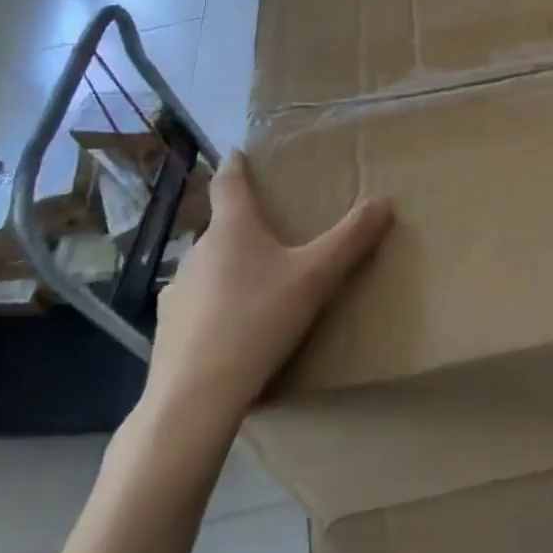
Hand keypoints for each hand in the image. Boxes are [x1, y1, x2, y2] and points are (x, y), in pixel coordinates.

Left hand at [139, 150, 392, 430]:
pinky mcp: (166, 332)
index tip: (238, 151)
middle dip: (243, 225)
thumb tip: (385, 200)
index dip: (236, 165)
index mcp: (232, 228)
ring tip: (254, 285)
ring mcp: (176, 292)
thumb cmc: (258, 321)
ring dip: (227, 268)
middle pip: (221, 227)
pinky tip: (230, 330)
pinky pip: (195, 307)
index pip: (229, 182)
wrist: (194, 401)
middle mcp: (198, 251)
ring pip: (207, 268)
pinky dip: (212, 308)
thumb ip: (351, 238)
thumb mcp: (316, 277)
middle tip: (271, 232)